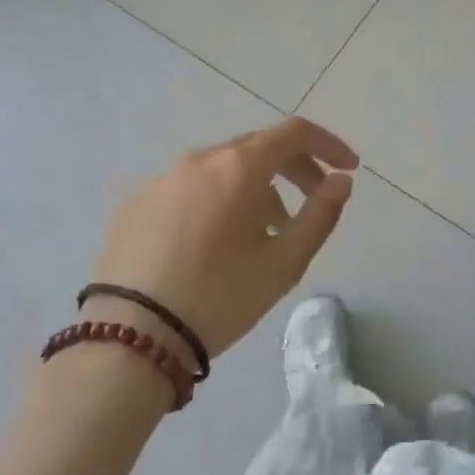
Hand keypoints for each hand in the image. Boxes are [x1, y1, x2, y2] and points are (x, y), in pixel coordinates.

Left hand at [92, 117, 358, 361]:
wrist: (126, 342)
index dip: (328, 145)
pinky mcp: (135, 205)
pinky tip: (215, 243)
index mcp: (237, 167)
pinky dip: (217, 200)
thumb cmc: (218, 297)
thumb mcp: (284, 263)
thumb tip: (341, 181)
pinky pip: (190, 189)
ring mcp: (161, 180)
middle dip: (295, 168)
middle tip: (314, 200)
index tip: (348, 169)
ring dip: (256, 187)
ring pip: (222, 169)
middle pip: (259, 147)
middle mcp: (198, 160)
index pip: (294, 133)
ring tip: (265, 232)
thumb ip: (321, 214)